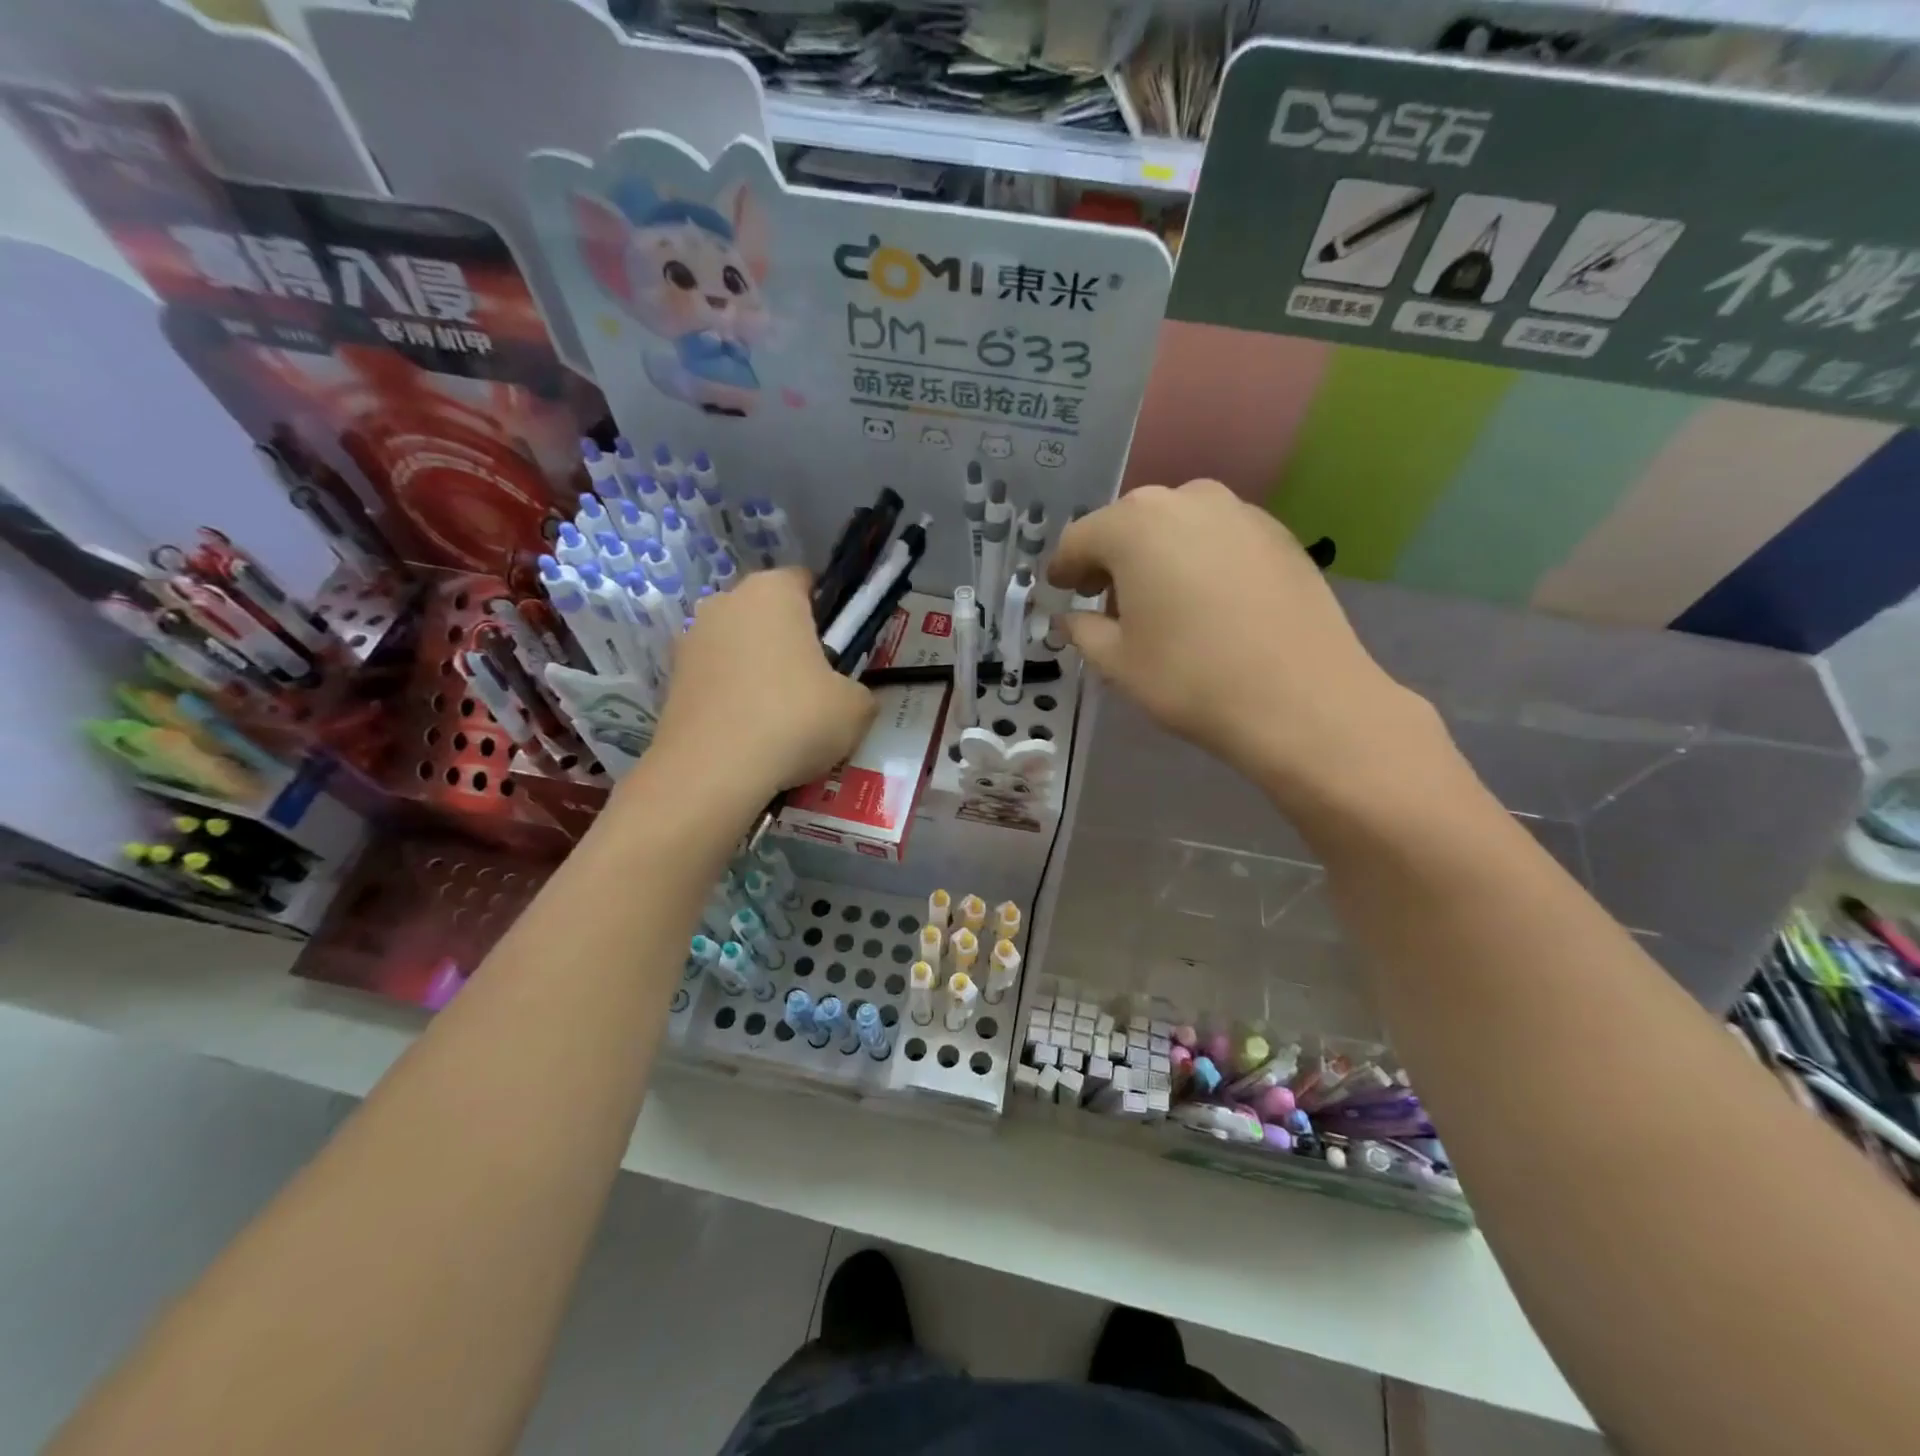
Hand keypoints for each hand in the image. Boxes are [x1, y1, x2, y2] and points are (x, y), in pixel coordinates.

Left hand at [647, 568, 875, 803]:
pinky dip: (732, 697)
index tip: (840, 648)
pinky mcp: (671, 679)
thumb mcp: (856, 708)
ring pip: (739, 646)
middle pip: (768, 613)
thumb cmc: (794, 719)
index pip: (807, 581)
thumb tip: (849, 698)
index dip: (829, 612)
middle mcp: (725, 602)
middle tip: (815, 685)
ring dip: (758, 670)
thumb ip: (860, 691)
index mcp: (773, 591)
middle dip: (790, 640)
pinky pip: (716, 679)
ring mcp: (691, 639)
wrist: (713, 771)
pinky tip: (749, 733)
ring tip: (779, 717)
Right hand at [1048, 480, 1437, 808]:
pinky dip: (1199, 560)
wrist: (1302, 699)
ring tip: (1159, 604)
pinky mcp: (1278, 533)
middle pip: (1129, 525)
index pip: (1080, 539)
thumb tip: (1071, 618)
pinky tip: (1208, 603)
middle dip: (1111, 561)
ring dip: (1156, 557)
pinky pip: (1218, 538)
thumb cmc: (1191, 678)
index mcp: (1134, 525)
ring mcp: (1239, 511)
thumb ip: (1083, 631)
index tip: (1059, 592)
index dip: (1063, 569)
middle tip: (1106, 604)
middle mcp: (1186, 499)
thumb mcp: (1118, 662)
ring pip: (1176, 526)